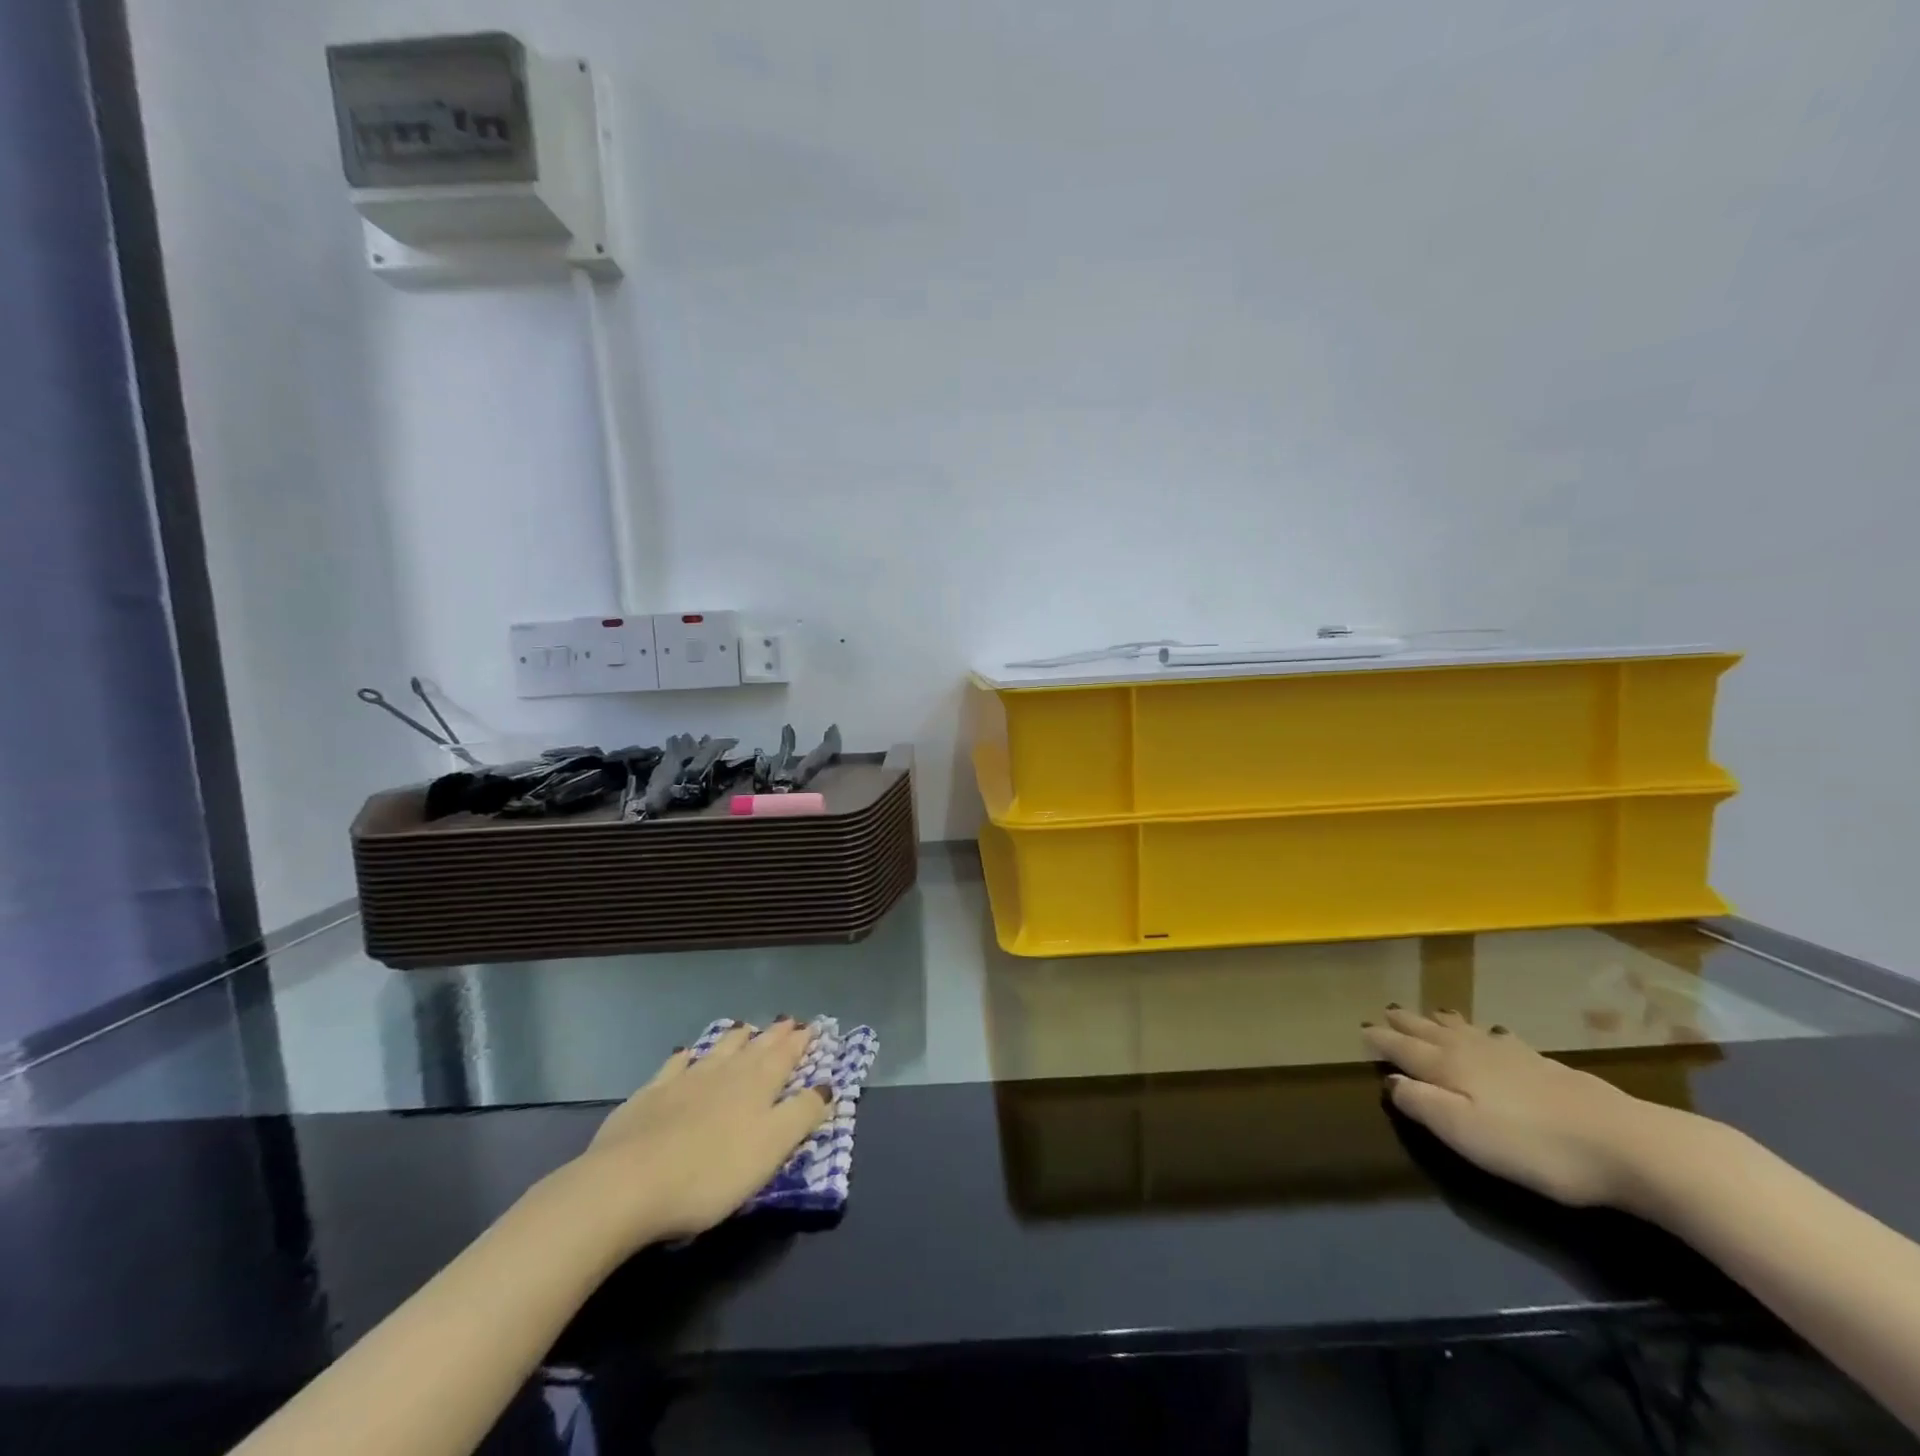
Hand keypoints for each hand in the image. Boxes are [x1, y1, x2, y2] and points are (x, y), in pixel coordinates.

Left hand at [540, 1019, 831, 1255]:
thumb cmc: (711, 1172)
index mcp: (757, 1086)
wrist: (627, 1184)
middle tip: (787, 1021)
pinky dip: (686, 1057)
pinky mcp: (649, 1096)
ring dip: (735, 1039)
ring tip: (745, 1028)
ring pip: (717, 1051)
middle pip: (755, 1049)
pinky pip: (675, 1066)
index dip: (800, 1043)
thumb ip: (801, 1115)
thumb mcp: (771, 1148)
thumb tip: (826, 1085)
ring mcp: (684, 1081)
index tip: (812, 1027)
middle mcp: (724, 1073)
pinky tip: (685, 1053)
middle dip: (774, 1035)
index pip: (785, 1056)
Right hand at [1361, 1006, 1699, 1210]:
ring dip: (1443, 1022)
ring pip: (1467, 1031)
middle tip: (1388, 1011)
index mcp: (1451, 1068)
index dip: (1383, 1041)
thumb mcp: (1466, 1133)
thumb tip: (1391, 1081)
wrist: (1630, 1145)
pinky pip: (1502, 1039)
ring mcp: (1515, 1056)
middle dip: (1408, 1023)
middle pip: (1434, 1033)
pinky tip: (1496, 1034)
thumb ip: (1423, 1105)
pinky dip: (1486, 1032)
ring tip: (1431, 1013)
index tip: (1362, 1030)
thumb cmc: (1535, 1146)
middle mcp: (1476, 1053)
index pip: (1406, 1050)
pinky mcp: (1549, 1067)